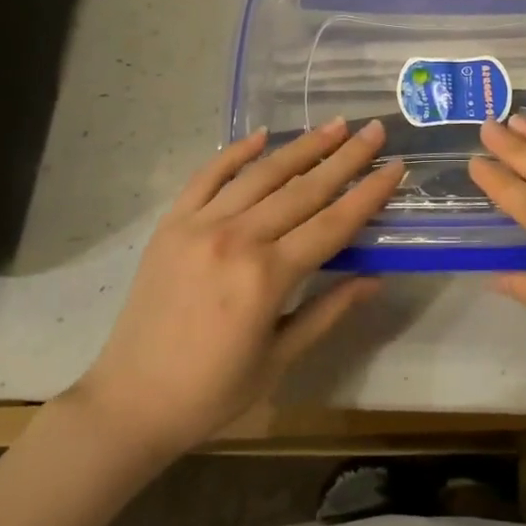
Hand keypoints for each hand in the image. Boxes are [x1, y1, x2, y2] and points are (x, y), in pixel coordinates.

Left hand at [69, 119, 404, 459]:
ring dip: (302, 146)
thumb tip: (375, 279)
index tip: (395, 165)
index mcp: (267, 277)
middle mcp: (237, 239)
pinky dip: (236, 152)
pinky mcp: (172, 223)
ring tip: (335, 124)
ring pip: (261, 174)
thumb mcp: (280, 359)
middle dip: (344, 157)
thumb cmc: (213, 391)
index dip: (368, 193)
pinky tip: (263, 135)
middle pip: (303, 189)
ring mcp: (200, 225)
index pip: (333, 224)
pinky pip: (207, 176)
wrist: (130, 401)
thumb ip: (328, 311)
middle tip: (374, 128)